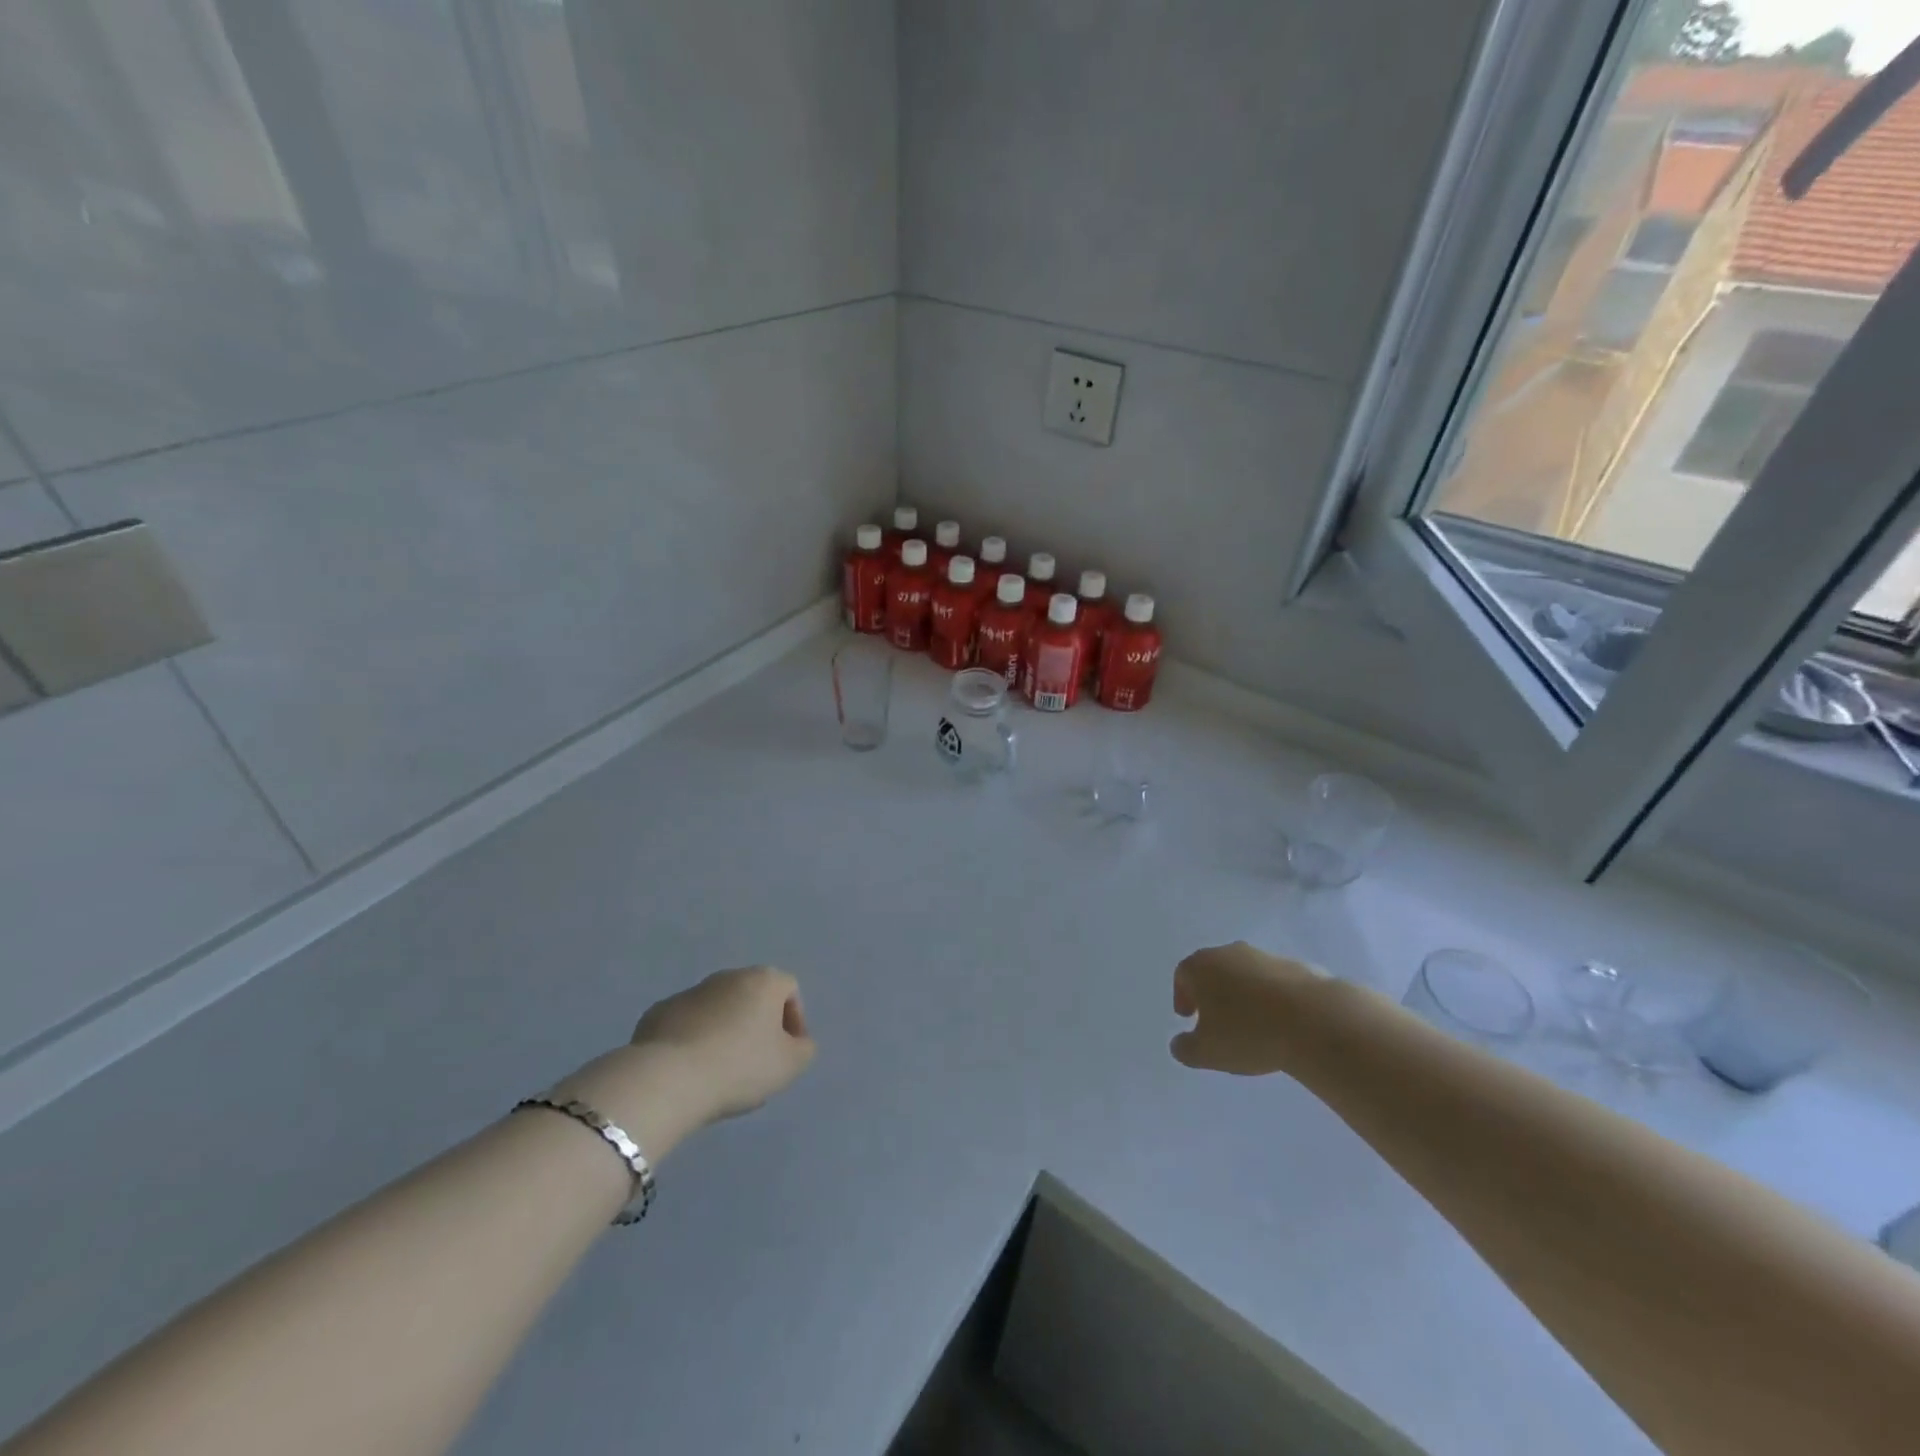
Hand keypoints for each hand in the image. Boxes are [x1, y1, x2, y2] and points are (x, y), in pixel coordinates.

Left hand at [629, 966, 815, 1123]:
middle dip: (757, 1024)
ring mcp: (690, 992)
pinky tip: (690, 1070)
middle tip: (756, 1062)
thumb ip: (803, 1049)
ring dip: (724, 1031)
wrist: (667, 1079)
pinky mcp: (658, 1013)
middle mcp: (728, 976)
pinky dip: (693, 1040)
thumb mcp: (790, 1065)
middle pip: (752, 996)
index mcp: (763, 981)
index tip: (787, 1052)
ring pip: (718, 1009)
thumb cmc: (740, 1066)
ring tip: (721, 1071)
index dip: (794, 1020)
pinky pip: (686, 1024)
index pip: (789, 990)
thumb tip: (796, 1042)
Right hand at [1170, 942, 1323, 1075]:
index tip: (1188, 1017)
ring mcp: (1265, 957)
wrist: (1313, 1020)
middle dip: (1212, 993)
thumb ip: (1186, 1049)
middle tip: (1216, 1020)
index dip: (1183, 996)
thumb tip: (1179, 1044)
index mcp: (1202, 966)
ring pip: (1246, 974)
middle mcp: (1230, 953)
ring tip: (1252, 1025)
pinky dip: (1272, 999)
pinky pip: (1275, 983)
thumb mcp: (1206, 1053)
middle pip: (1214, 969)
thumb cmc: (1248, 1033)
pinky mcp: (1297, 967)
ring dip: (1244, 995)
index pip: (1183, 974)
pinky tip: (1280, 1023)